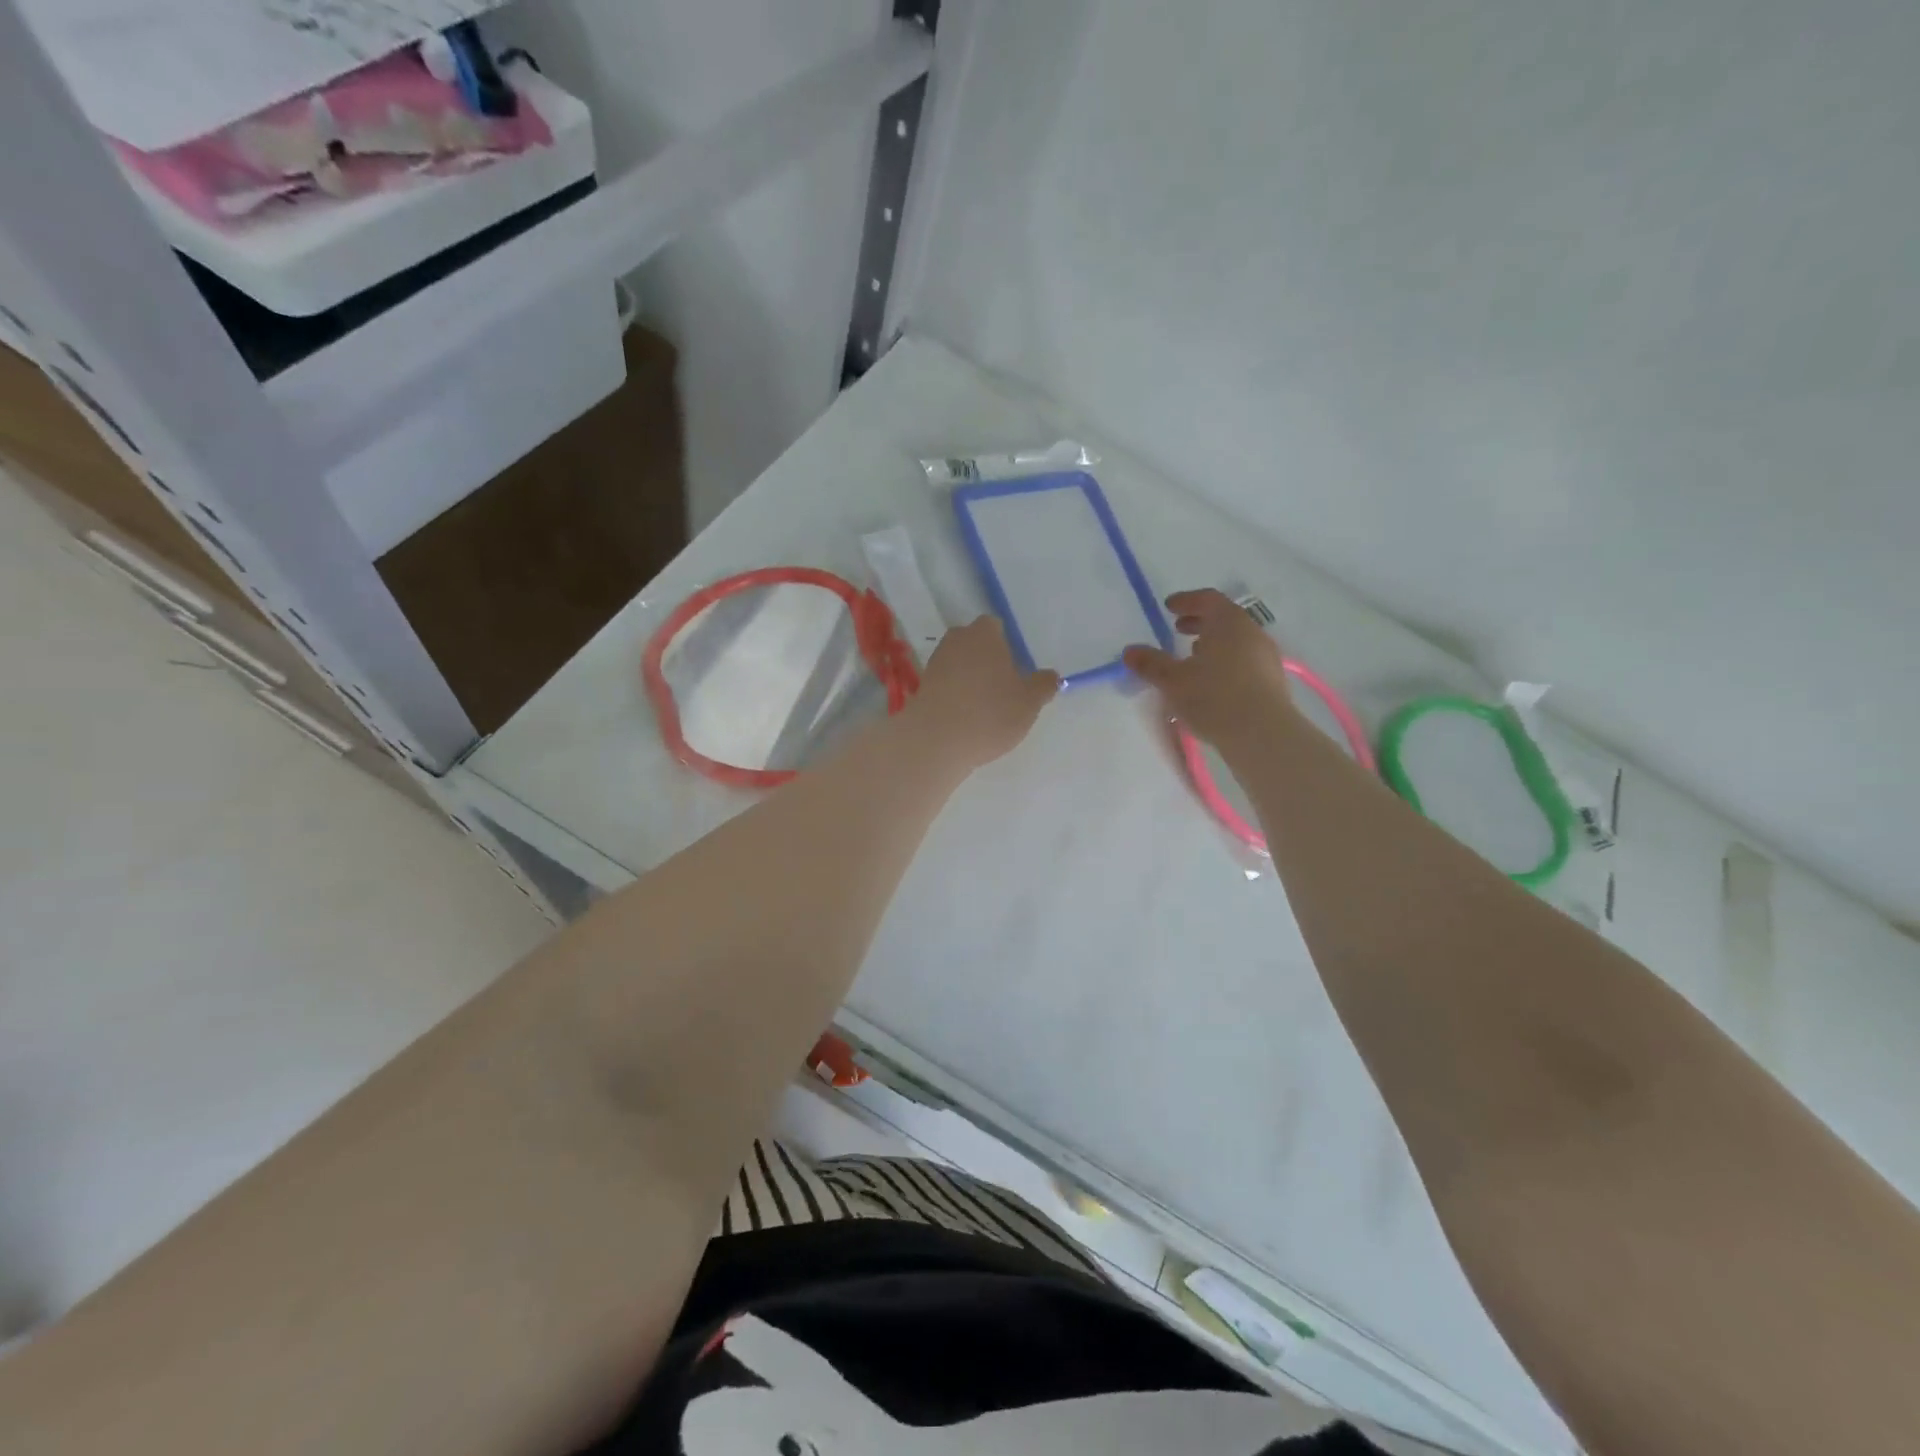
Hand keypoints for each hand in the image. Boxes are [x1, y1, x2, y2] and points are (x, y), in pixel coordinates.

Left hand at [908, 616, 1059, 769]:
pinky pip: (946, 685)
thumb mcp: (1029, 702)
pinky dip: (956, 695)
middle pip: (976, 645)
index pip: (997, 627)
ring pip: (959, 665)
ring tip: (985, 707)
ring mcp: (935, 662)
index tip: (1016, 670)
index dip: (1007, 647)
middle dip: (988, 661)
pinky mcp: (922, 686)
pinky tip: (966, 718)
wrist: (936, 740)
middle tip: (1004, 688)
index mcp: (985, 633)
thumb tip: (1051, 676)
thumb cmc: (990, 712)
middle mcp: (957, 640)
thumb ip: (1043, 685)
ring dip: (971, 679)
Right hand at [1123, 589, 1297, 746]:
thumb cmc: (1214, 697)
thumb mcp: (1173, 681)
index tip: (1169, 607)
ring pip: (1236, 640)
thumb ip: (1151, 663)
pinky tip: (1213, 681)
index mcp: (1228, 622)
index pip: (1208, 599)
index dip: (1187, 600)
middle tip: (1178, 629)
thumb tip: (1129, 651)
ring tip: (1193, 657)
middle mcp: (1251, 633)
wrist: (1262, 734)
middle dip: (1200, 621)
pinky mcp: (1273, 680)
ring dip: (1214, 643)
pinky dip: (1226, 661)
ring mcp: (1266, 656)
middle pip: (1224, 618)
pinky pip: (1245, 660)